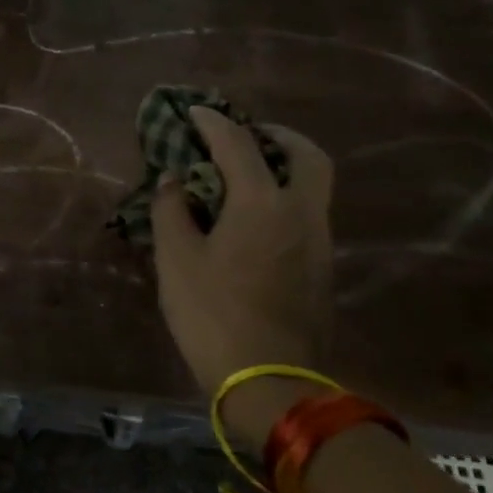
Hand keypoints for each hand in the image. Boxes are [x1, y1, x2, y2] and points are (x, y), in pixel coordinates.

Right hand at [150, 106, 335, 451]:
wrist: (270, 381)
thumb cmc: (213, 314)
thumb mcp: (176, 259)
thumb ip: (171, 209)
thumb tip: (172, 180)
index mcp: (261, 203)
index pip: (238, 144)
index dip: (212, 122)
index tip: (193, 111)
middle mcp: (300, 213)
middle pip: (306, 155)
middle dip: (276, 135)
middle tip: (245, 134)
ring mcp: (318, 241)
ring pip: (313, 185)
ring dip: (283, 166)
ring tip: (244, 173)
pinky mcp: (321, 267)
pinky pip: (308, 212)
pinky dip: (285, 196)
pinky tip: (253, 215)